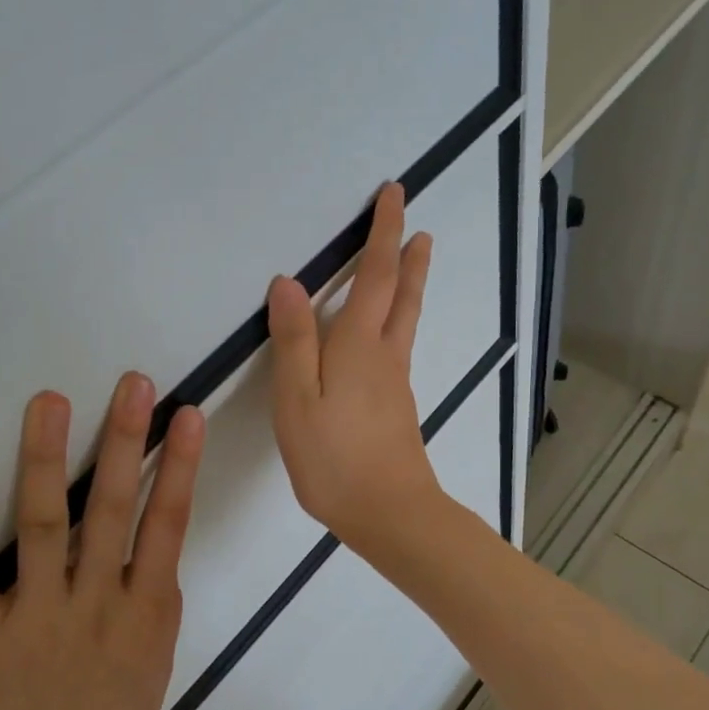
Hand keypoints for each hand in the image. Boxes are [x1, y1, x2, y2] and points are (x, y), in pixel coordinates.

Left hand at [0, 372, 204, 709]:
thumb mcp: (155, 662)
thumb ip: (151, 601)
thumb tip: (149, 551)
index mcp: (145, 612)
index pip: (168, 523)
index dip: (179, 465)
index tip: (184, 414)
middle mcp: (96, 603)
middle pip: (113, 509)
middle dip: (124, 441)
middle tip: (131, 383)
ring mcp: (36, 617)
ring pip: (44, 527)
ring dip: (46, 461)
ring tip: (49, 403)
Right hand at [267, 182, 442, 551]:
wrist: (390, 514)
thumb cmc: (335, 458)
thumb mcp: (298, 400)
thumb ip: (294, 342)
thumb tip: (289, 283)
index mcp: (360, 346)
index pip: (375, 276)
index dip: (383, 233)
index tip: (395, 195)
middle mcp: (386, 356)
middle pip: (402, 296)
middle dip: (408, 257)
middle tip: (419, 228)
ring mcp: (396, 384)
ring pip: (405, 322)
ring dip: (409, 287)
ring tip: (413, 264)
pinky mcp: (397, 408)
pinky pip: (398, 349)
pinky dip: (398, 322)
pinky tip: (385, 337)